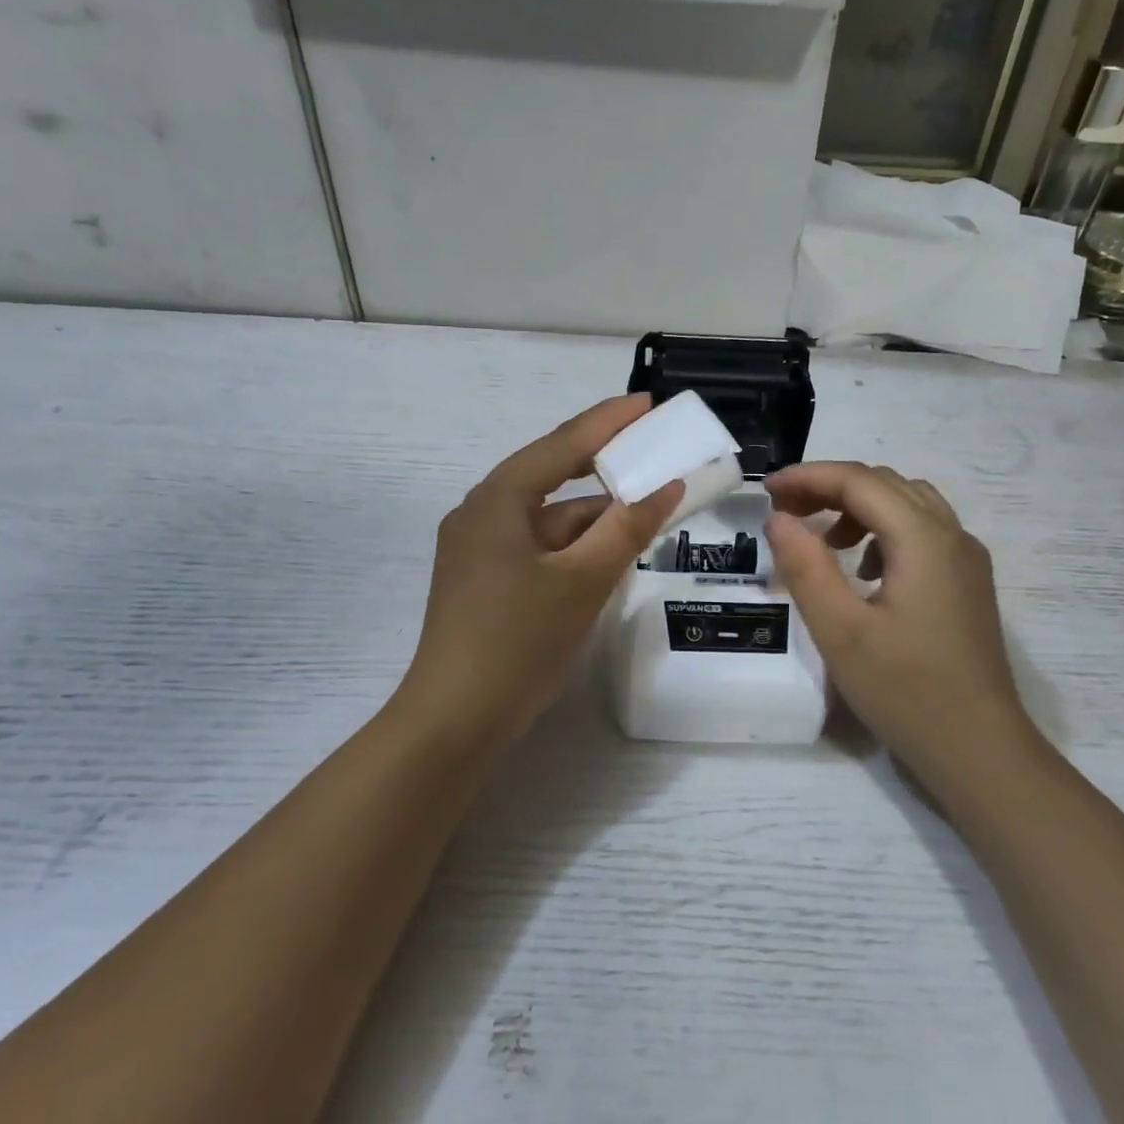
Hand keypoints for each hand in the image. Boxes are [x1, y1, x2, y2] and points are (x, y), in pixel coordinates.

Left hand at [396, 396, 681, 747]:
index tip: (647, 403)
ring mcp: (480, 551)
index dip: (608, 422)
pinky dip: (575, 547)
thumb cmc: (517, 640)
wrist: (457, 719)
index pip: (560, 445)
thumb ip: (627, 529)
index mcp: (496, 501)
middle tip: (653, 453)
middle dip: (604, 469)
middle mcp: (482, 515)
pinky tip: (609, 555)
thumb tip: (667, 486)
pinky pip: (540, 549)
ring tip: (646, 510)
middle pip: (552, 478)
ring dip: (594, 517)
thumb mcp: (582, 581)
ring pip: (548, 520)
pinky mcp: (486, 582)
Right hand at [765, 462, 1034, 771]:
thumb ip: (805, 568)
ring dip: (858, 507)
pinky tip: (862, 571)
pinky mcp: (967, 584)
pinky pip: (922, 533)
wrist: (979, 750)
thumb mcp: (840, 631)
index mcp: (923, 539)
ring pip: (906, 504)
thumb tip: (779, 518)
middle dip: (830, 487)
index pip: (859, 481)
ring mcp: (966, 560)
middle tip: (785, 511)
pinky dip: (882, 532)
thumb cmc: (906, 691)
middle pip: (885, 484)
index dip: (809, 477)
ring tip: (821, 540)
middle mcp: (952, 536)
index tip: (766, 490)